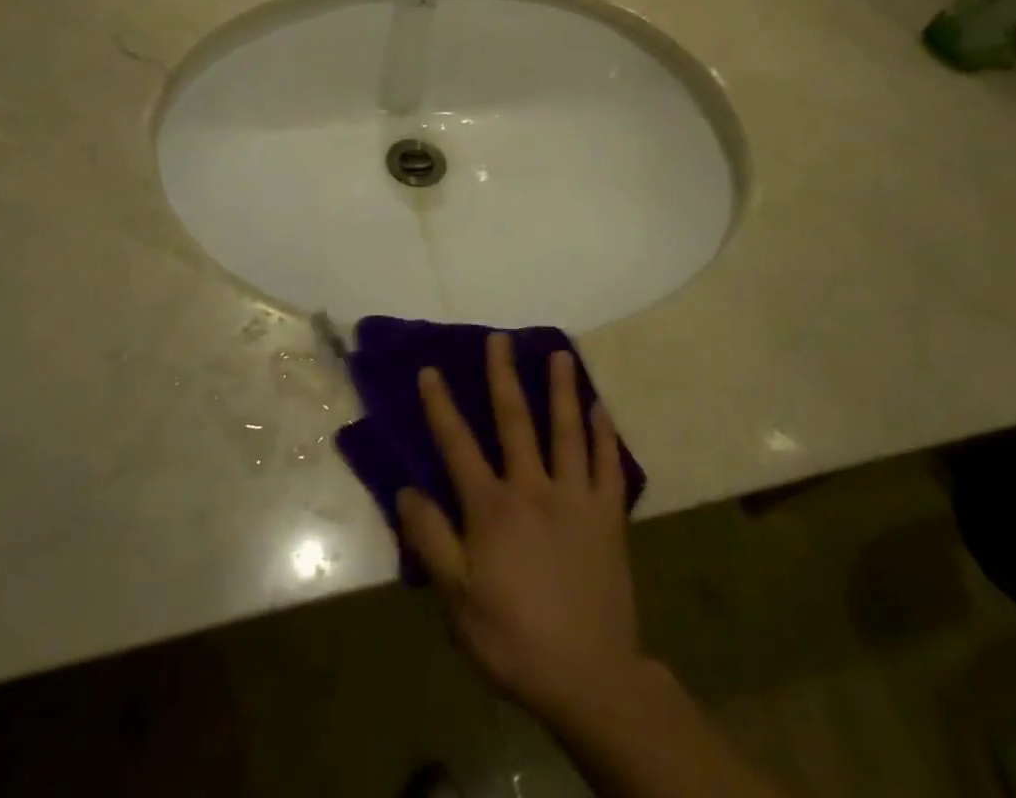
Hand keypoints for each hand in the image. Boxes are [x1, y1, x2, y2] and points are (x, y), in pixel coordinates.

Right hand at [397, 335, 646, 727]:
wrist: (589, 678)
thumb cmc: (514, 639)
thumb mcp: (457, 600)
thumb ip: (432, 541)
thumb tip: (406, 490)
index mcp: (492, 509)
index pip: (458, 446)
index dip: (441, 406)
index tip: (430, 370)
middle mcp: (532, 489)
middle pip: (515, 421)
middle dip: (503, 377)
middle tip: (500, 338)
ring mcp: (575, 497)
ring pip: (567, 431)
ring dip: (562, 389)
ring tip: (560, 353)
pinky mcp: (608, 515)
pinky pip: (608, 465)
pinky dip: (605, 434)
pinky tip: (601, 408)